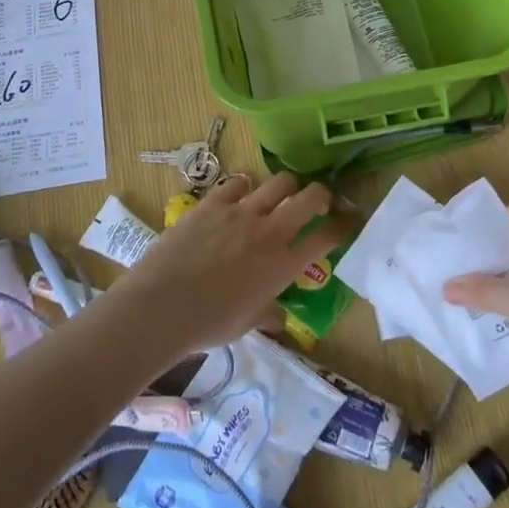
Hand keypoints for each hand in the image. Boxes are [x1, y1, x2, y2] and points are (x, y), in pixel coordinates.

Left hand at [113, 173, 338, 357]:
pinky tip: (242, 193)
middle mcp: (270, 232)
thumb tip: (279, 318)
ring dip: (287, 185)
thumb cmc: (208, 324)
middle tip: (318, 199)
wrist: (161, 306)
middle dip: (321, 194)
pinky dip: (245, 187)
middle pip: (310, 198)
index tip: (347, 221)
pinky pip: (238, 183)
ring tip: (282, 191)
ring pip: (279, 182)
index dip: (342, 227)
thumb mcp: (246, 325)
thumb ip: (267, 314)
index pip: (326, 238)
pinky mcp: (213, 203)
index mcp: (284, 266)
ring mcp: (241, 213)